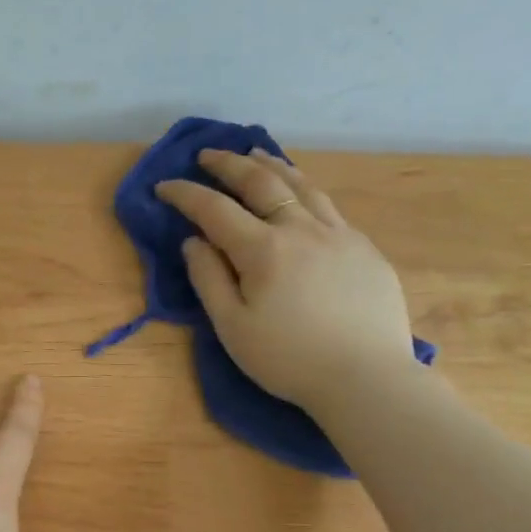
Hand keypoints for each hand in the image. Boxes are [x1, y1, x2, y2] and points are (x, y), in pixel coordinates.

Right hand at [155, 150, 415, 413]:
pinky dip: (304, 189)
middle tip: (207, 155)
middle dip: (229, 165)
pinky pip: (328, 206)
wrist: (366, 377)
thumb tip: (193, 242)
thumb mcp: (232, 327)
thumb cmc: (288, 359)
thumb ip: (208, 279)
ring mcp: (339, 235)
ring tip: (255, 154)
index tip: (164, 186)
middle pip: (262, 183)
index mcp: (264, 250)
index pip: (215, 210)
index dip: (186, 195)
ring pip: (302, 186)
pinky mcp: (364, 248)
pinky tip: (301, 193)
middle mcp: (302, 229)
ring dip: (272, 165)